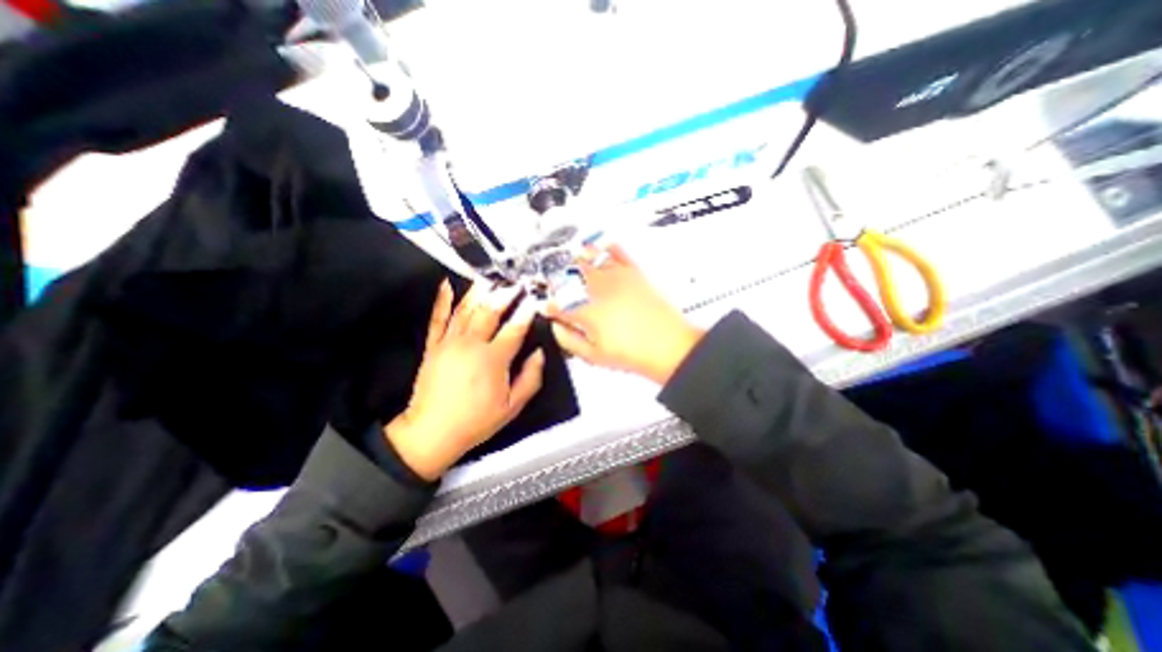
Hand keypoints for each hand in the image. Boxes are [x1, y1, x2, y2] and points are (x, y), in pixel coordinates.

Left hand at [386, 279, 542, 478]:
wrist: (432, 432)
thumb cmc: (476, 420)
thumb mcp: (512, 406)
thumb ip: (530, 378)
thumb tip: (539, 354)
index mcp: (493, 359)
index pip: (514, 328)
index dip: (526, 312)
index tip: (534, 299)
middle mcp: (471, 344)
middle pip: (490, 311)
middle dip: (504, 294)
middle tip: (514, 281)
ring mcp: (449, 342)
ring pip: (466, 309)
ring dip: (479, 291)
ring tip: (490, 278)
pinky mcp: (433, 346)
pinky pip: (438, 318)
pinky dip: (442, 301)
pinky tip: (446, 285)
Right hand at [550, 245, 703, 387]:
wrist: (669, 346)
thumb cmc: (633, 353)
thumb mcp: (594, 356)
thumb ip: (569, 341)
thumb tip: (557, 327)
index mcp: (585, 311)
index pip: (558, 305)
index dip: (550, 307)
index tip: (549, 309)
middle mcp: (598, 289)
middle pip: (570, 275)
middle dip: (559, 277)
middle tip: (556, 281)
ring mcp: (617, 278)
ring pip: (591, 259)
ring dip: (578, 257)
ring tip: (572, 256)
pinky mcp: (634, 273)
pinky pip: (619, 253)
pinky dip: (609, 248)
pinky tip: (604, 246)